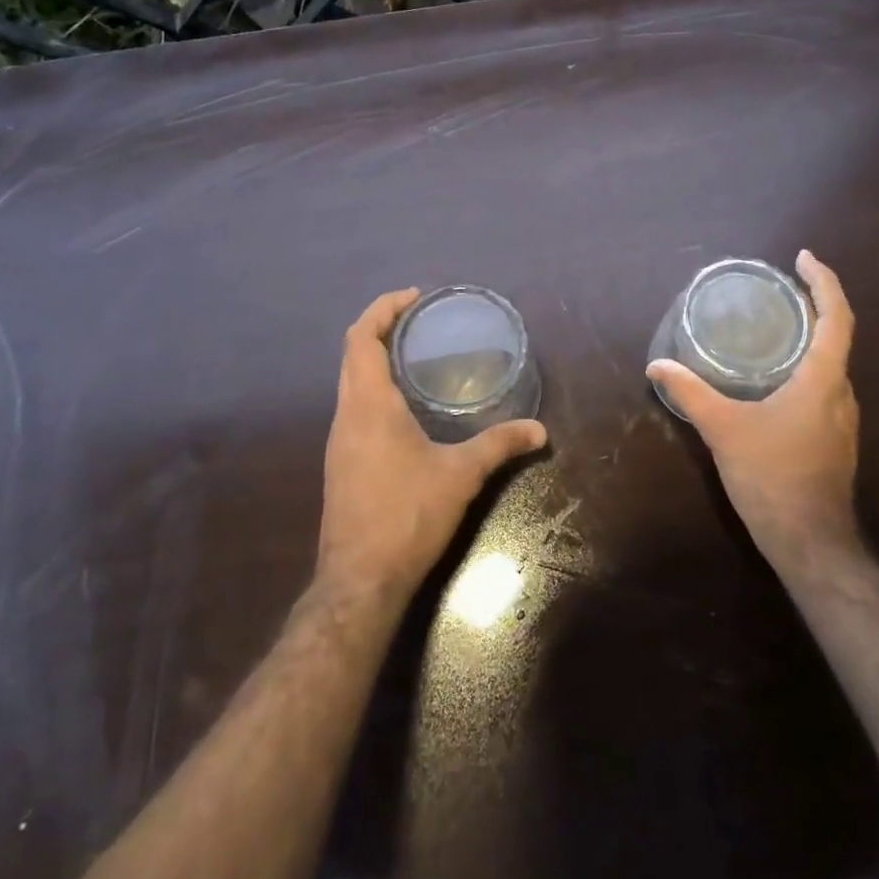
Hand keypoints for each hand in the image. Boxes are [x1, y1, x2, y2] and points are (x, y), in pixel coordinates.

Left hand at [315, 288, 547, 605]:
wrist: (358, 581)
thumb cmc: (407, 516)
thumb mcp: (460, 475)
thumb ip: (500, 446)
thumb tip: (540, 431)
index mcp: (368, 405)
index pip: (361, 338)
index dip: (383, 309)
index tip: (414, 297)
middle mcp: (345, 415)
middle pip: (352, 354)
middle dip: (380, 327)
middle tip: (419, 319)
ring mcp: (337, 441)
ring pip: (349, 381)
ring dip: (374, 358)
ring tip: (414, 354)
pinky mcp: (340, 463)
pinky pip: (353, 406)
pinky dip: (373, 387)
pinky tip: (404, 406)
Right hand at [647, 250, 862, 571]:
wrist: (810, 543)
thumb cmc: (772, 476)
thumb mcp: (724, 429)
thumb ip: (691, 393)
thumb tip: (657, 366)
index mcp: (823, 379)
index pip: (837, 316)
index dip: (824, 282)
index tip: (803, 258)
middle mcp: (841, 393)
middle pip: (836, 337)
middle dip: (813, 306)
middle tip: (778, 290)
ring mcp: (842, 420)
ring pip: (829, 365)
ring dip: (809, 339)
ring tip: (772, 327)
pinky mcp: (835, 440)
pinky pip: (823, 388)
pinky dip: (804, 369)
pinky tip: (773, 379)